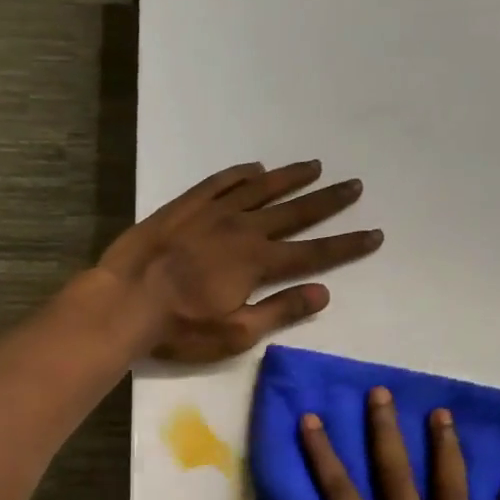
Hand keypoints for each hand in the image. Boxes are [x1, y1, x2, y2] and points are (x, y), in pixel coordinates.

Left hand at [99, 161, 381, 362]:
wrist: (125, 300)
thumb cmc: (180, 326)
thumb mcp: (236, 333)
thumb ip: (281, 310)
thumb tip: (323, 292)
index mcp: (258, 262)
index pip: (314, 252)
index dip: (347, 245)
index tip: (375, 234)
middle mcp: (243, 228)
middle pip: (295, 211)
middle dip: (328, 200)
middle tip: (355, 185)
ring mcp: (212, 212)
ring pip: (261, 189)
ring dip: (290, 178)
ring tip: (315, 166)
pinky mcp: (185, 206)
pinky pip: (220, 181)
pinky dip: (241, 174)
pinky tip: (254, 168)